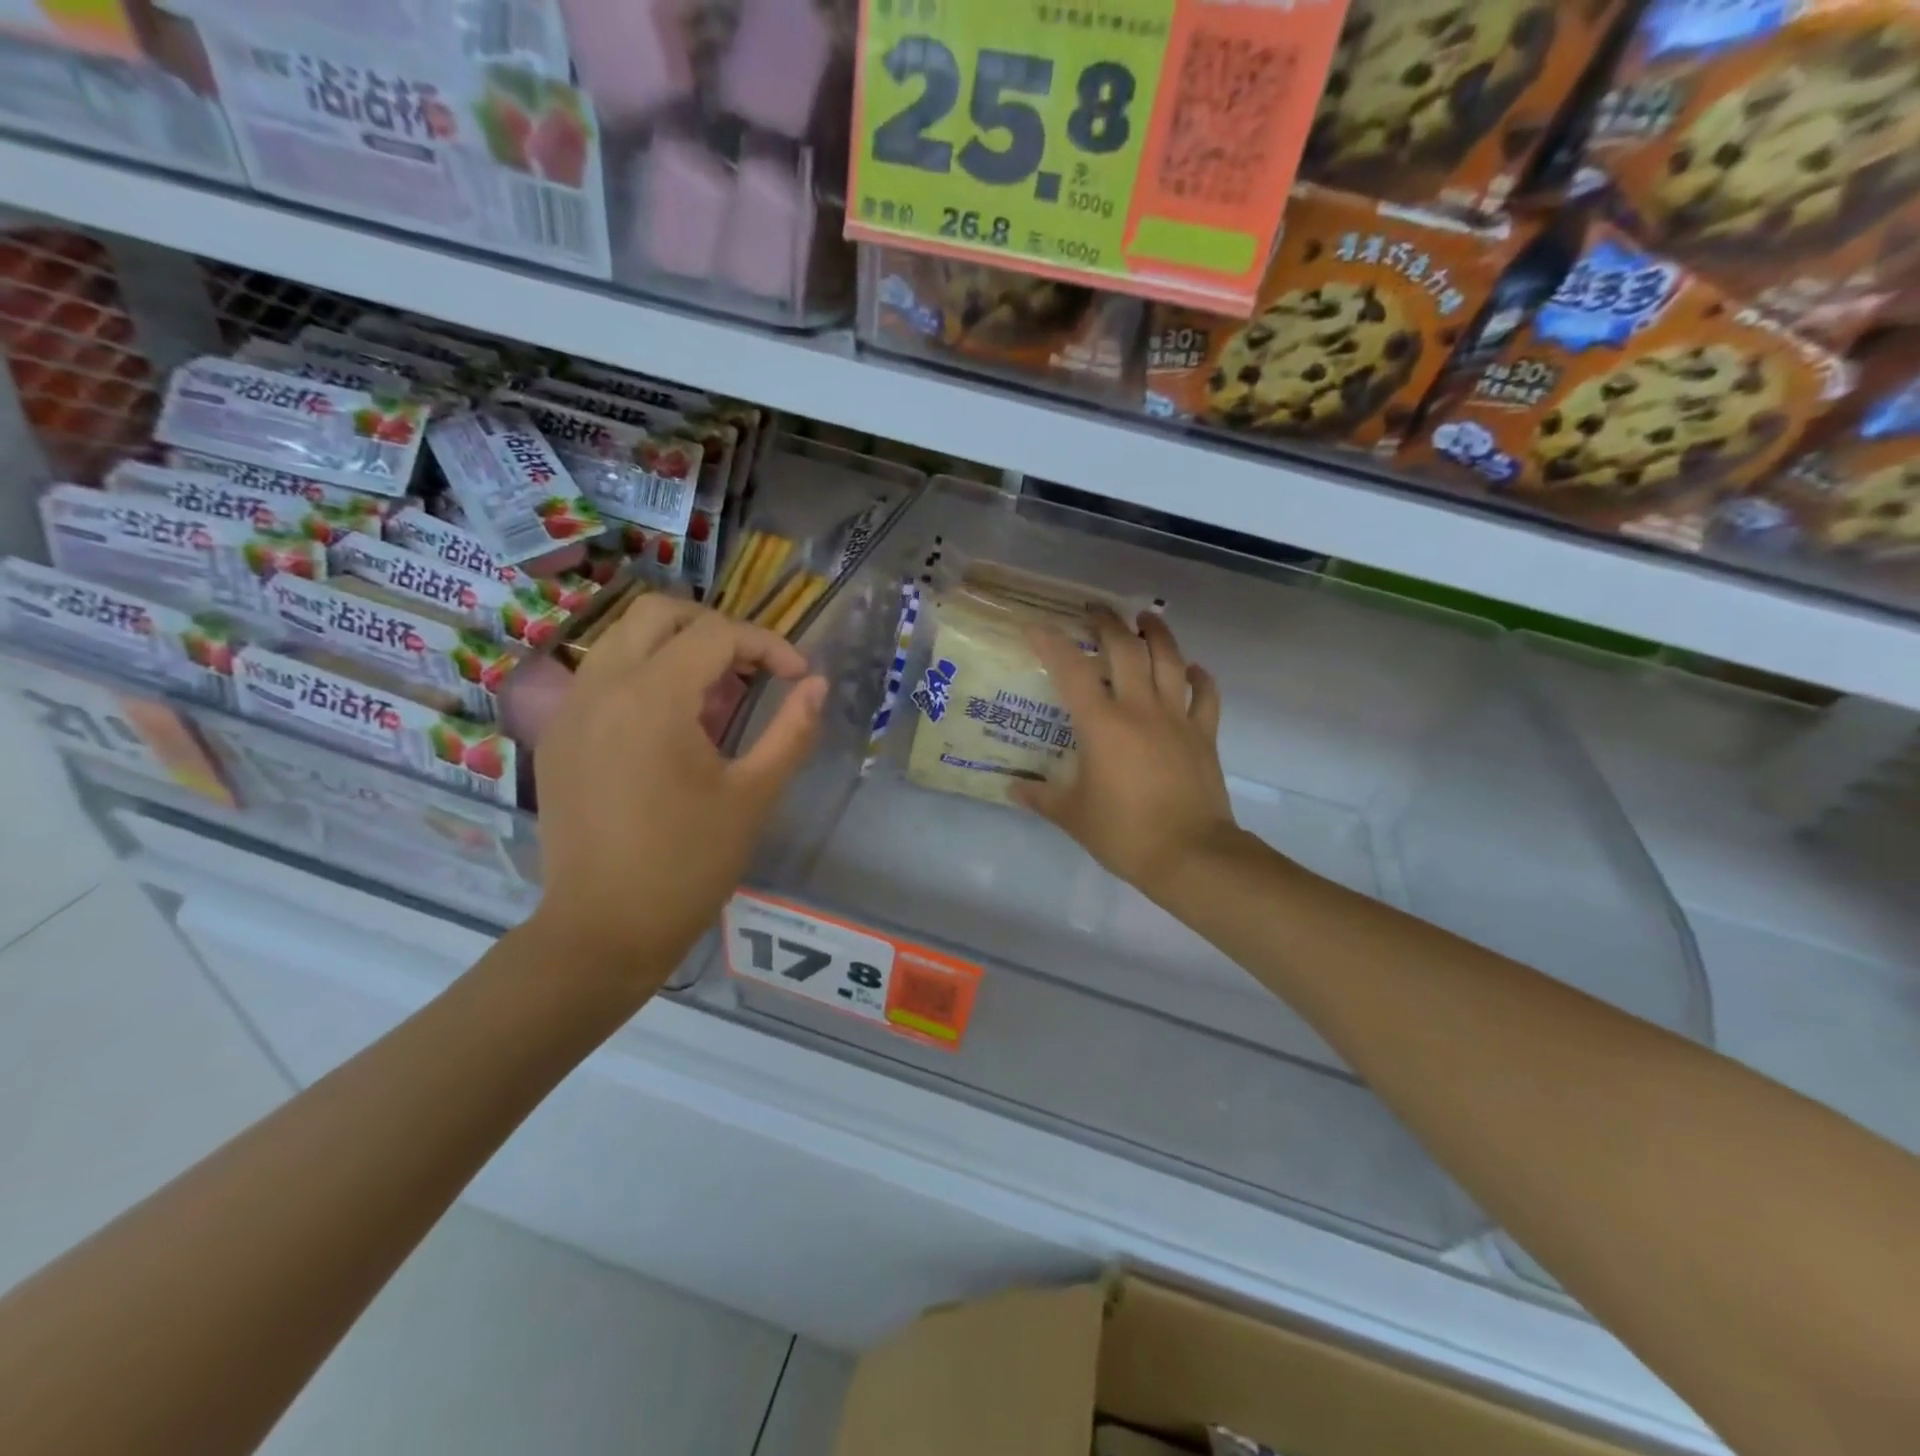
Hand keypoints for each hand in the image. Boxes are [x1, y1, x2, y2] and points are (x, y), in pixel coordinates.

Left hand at [527, 595, 826, 995]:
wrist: (603, 930)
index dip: (768, 646)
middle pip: (658, 613)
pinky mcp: (557, 737)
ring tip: (717, 696)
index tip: (799, 678)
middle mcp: (600, 687)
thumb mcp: (753, 796)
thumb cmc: (688, 865)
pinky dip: (644, 675)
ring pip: (624, 639)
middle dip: (715, 628)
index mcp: (651, 699)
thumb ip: (792, 730)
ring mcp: (569, 710)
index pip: (716, 634)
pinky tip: (672, 727)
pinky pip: (602, 676)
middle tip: (752, 669)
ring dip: (676, 648)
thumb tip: (818, 685)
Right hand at [1013, 608, 1237, 901]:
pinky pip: (1206, 696)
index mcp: (1102, 725)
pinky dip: (1200, 678)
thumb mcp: (1072, 816)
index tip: (1035, 626)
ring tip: (1146, 618)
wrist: (1190, 854)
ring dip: (1157, 634)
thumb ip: (1041, 797)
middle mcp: (1140, 709)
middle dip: (1108, 623)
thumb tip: (1013, 788)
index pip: (1071, 671)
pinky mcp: (1204, 735)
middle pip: (1125, 650)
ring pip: (1169, 661)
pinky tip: (1193, 669)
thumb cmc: (1124, 833)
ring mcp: (1177, 718)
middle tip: (1095, 609)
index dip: (1051, 643)